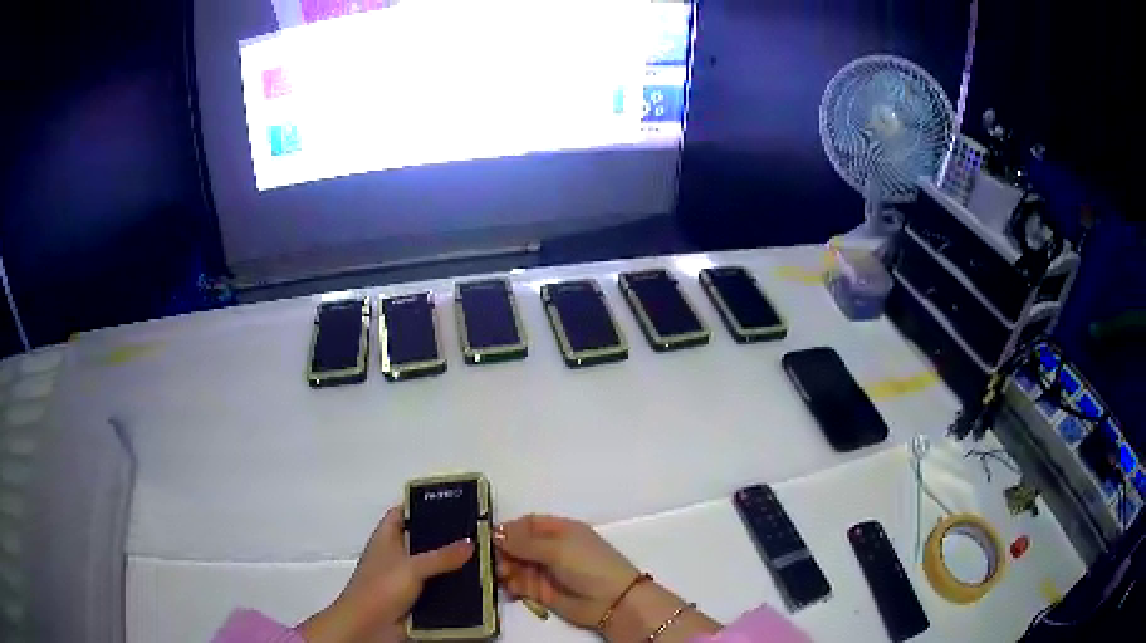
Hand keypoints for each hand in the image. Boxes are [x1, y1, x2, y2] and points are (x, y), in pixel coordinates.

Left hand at [299, 506, 473, 642]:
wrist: (369, 626)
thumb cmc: (381, 588)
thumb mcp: (412, 568)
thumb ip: (442, 556)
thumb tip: (471, 541)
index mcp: (386, 538)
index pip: (402, 513)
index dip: (421, 506)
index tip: (449, 502)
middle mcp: (396, 555)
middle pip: (422, 539)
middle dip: (445, 536)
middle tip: (475, 530)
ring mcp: (405, 579)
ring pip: (432, 566)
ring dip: (452, 564)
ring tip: (483, 555)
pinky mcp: (415, 599)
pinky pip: (438, 588)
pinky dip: (453, 586)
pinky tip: (475, 584)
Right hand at [493, 514, 640, 627]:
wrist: (612, 602)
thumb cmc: (589, 566)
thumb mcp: (557, 548)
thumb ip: (524, 542)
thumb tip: (495, 533)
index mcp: (559, 530)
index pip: (526, 524)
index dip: (507, 529)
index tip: (488, 536)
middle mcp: (549, 548)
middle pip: (516, 545)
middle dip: (501, 550)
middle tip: (491, 559)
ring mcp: (544, 570)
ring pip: (514, 565)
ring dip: (503, 568)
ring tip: (501, 574)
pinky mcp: (540, 591)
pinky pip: (518, 584)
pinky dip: (509, 585)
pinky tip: (508, 587)